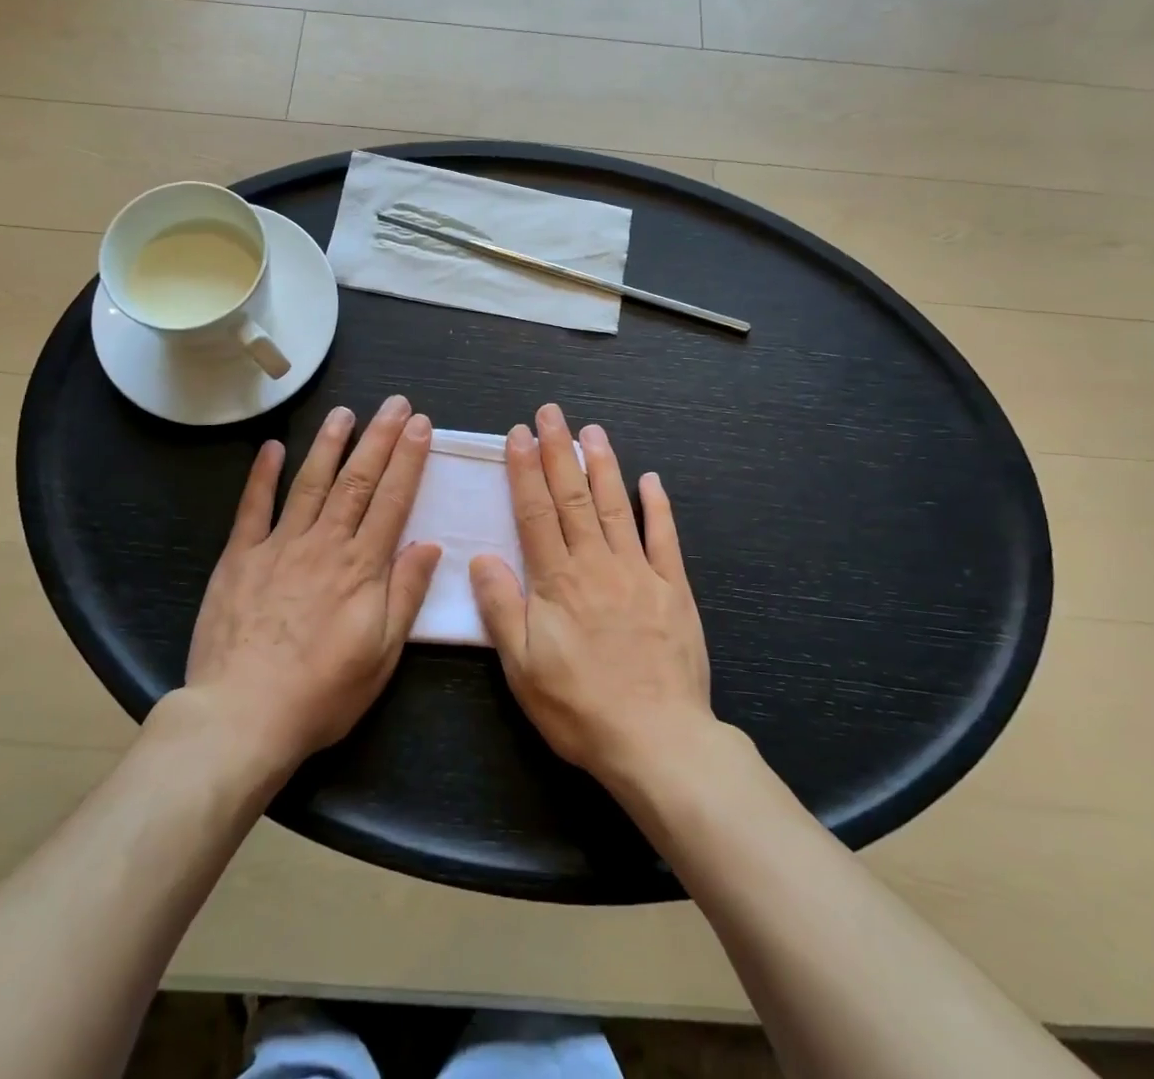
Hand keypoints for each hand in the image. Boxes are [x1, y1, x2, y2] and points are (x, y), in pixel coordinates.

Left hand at [183, 396, 441, 778]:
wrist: (242, 716)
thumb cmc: (321, 693)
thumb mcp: (381, 654)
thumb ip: (405, 594)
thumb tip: (430, 544)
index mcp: (361, 568)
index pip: (392, 500)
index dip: (409, 459)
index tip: (420, 426)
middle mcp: (324, 544)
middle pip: (356, 480)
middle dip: (379, 438)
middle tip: (395, 404)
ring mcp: (278, 546)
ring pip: (310, 483)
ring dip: (329, 444)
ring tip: (345, 412)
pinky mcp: (239, 557)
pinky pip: (252, 508)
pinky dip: (262, 475)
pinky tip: (271, 447)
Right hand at [469, 404, 714, 789]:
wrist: (656, 740)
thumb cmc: (579, 707)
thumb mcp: (522, 668)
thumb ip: (501, 608)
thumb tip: (479, 558)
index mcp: (557, 581)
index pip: (535, 512)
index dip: (525, 471)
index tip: (519, 435)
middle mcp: (596, 564)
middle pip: (574, 497)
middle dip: (560, 451)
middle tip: (552, 413)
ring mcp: (638, 572)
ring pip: (617, 506)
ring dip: (603, 465)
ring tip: (592, 430)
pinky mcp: (673, 588)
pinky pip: (664, 538)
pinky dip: (658, 505)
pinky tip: (651, 478)